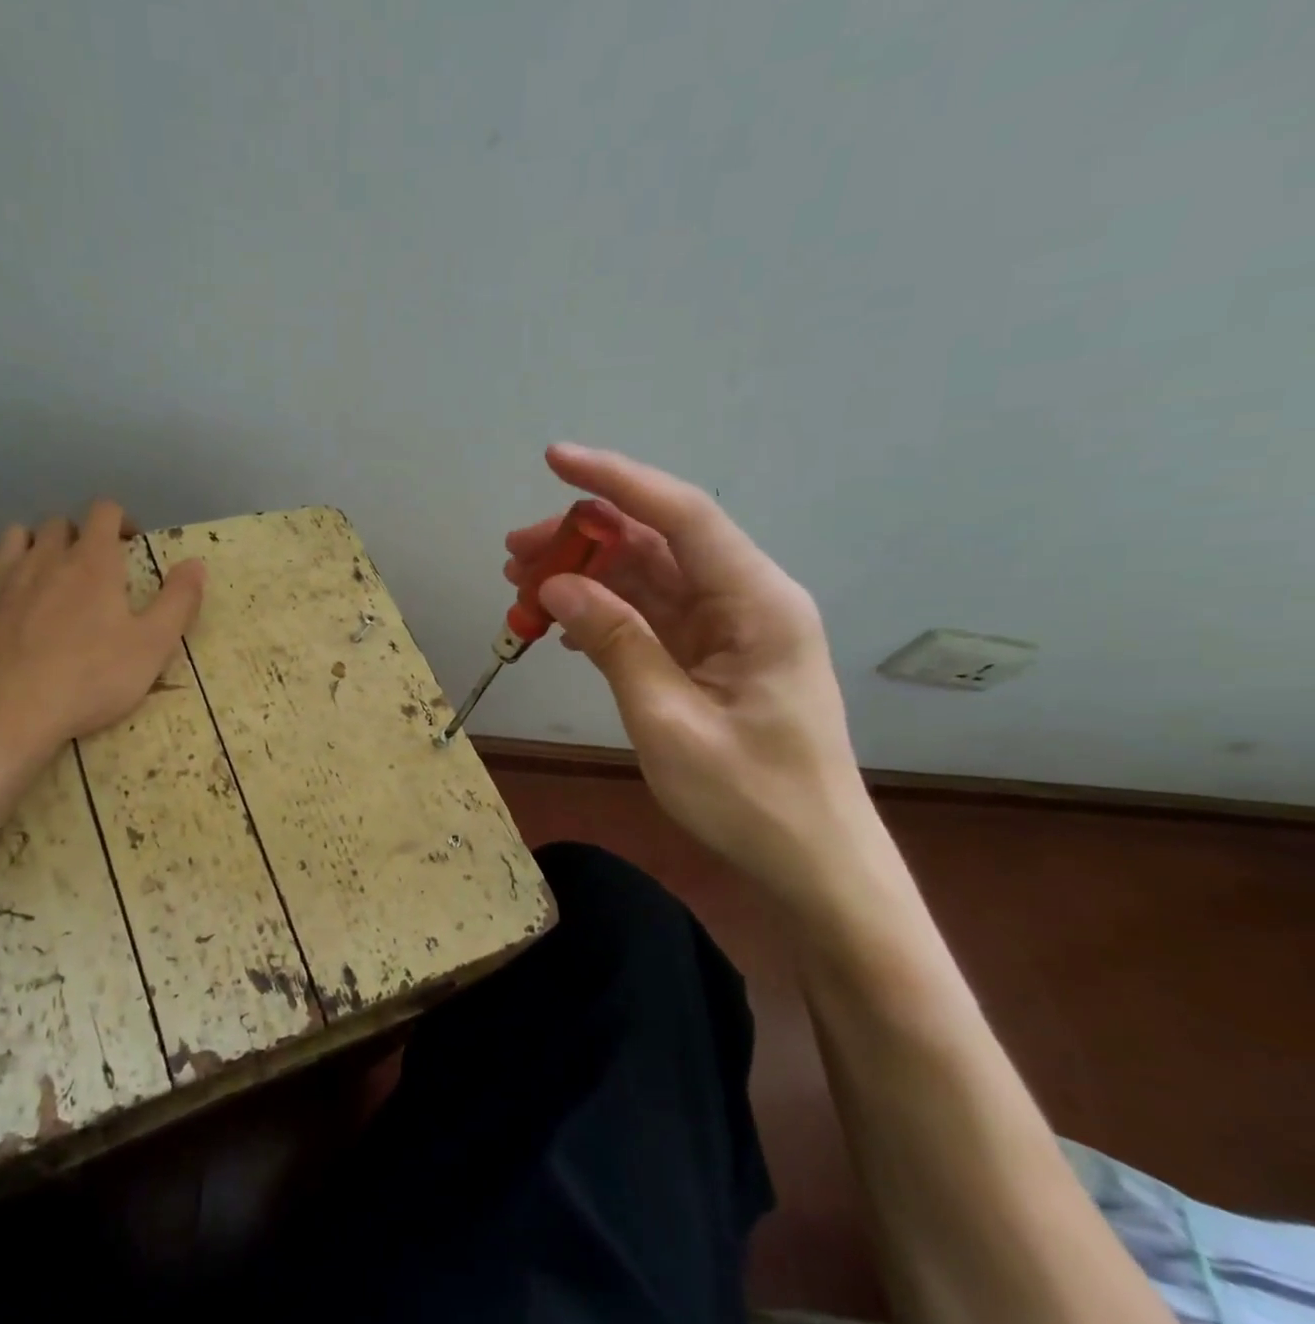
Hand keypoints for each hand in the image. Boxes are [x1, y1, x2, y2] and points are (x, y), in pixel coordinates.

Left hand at [0, 500, 203, 810]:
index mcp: (93, 562)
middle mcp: (45, 555)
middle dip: (78, 537)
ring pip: (15, 535)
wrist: (7, 713)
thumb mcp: (153, 647)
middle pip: (60, 523)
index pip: (105, 512)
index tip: (131, 544)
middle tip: (91, 569)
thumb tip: (197, 563)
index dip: (121, 520)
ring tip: (44, 571)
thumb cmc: (90, 680)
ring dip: (33, 544)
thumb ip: (179, 601)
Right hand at [507, 444, 871, 908]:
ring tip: (521, 587)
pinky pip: (651, 617)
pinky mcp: (712, 657)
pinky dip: (604, 615)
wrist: (811, 863)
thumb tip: (557, 585)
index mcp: (756, 603)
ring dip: (586, 577)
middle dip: (583, 539)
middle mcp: (746, 601)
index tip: (554, 460)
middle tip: (513, 554)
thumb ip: (615, 643)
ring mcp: (729, 630)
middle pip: (657, 544)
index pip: (682, 516)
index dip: (616, 481)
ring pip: (648, 579)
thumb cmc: (749, 798)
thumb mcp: (668, 721)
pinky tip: (561, 627)